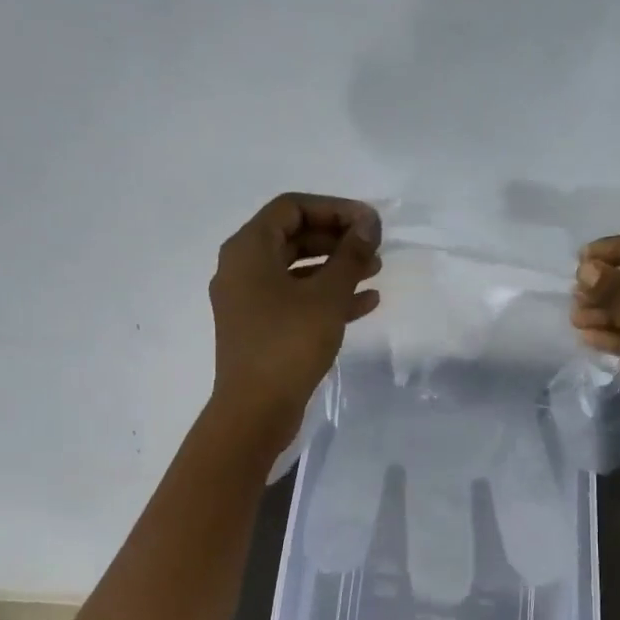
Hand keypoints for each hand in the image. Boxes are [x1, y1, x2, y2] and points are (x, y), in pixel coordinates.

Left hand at [208, 193, 381, 448]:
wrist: (255, 411)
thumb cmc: (288, 344)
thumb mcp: (327, 296)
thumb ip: (350, 255)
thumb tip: (368, 224)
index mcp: (249, 249)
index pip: (292, 207)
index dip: (334, 208)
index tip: (369, 223)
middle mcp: (242, 269)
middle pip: (294, 238)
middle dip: (338, 240)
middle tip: (374, 248)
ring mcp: (249, 302)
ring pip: (297, 272)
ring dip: (336, 269)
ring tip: (376, 273)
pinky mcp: (260, 330)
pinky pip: (295, 301)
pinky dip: (326, 298)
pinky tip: (365, 304)